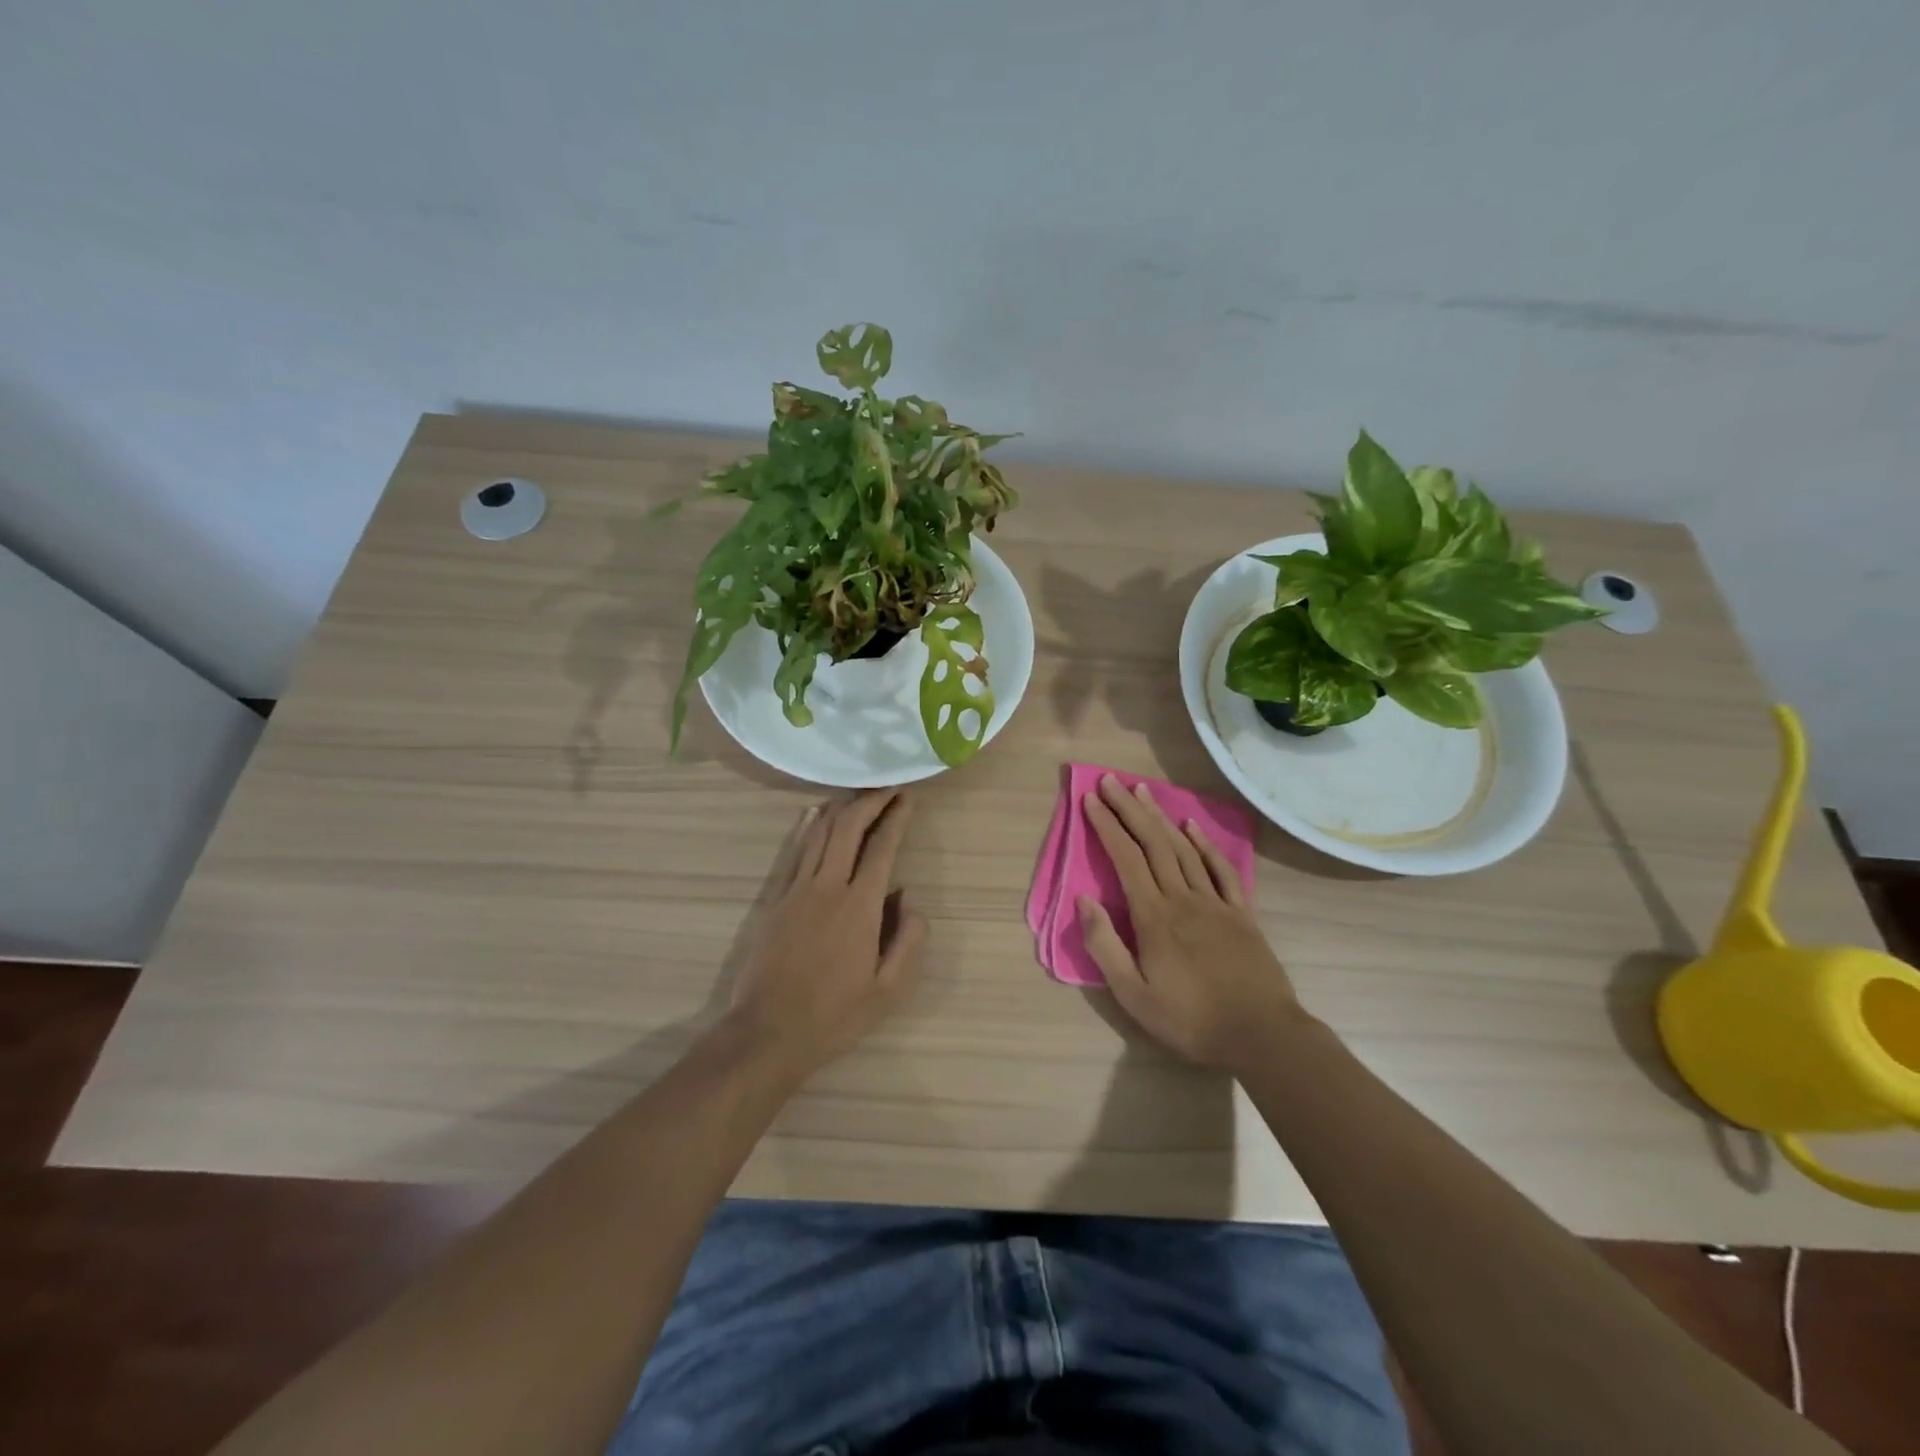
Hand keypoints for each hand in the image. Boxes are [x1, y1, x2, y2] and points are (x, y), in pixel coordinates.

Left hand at [724, 791, 927, 1082]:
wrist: (768, 1032)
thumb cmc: (835, 1015)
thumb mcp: (889, 989)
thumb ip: (908, 939)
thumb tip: (908, 897)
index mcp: (861, 906)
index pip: (882, 847)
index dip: (896, 818)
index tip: (907, 799)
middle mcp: (828, 886)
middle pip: (848, 828)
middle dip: (870, 802)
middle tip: (887, 789)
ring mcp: (797, 890)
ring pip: (820, 833)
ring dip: (842, 809)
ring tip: (859, 796)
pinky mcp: (776, 899)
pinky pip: (796, 852)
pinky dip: (809, 828)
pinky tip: (815, 815)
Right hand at [1079, 775, 1305, 1073]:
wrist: (1261, 1035)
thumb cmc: (1190, 1019)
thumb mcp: (1133, 995)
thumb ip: (1105, 945)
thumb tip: (1084, 900)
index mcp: (1153, 916)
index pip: (1125, 858)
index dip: (1107, 825)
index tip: (1090, 799)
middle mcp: (1183, 898)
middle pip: (1153, 842)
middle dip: (1129, 809)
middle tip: (1111, 780)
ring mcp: (1215, 902)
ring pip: (1183, 848)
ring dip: (1161, 817)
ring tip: (1143, 791)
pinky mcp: (1241, 913)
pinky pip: (1221, 869)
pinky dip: (1205, 844)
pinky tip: (1192, 826)